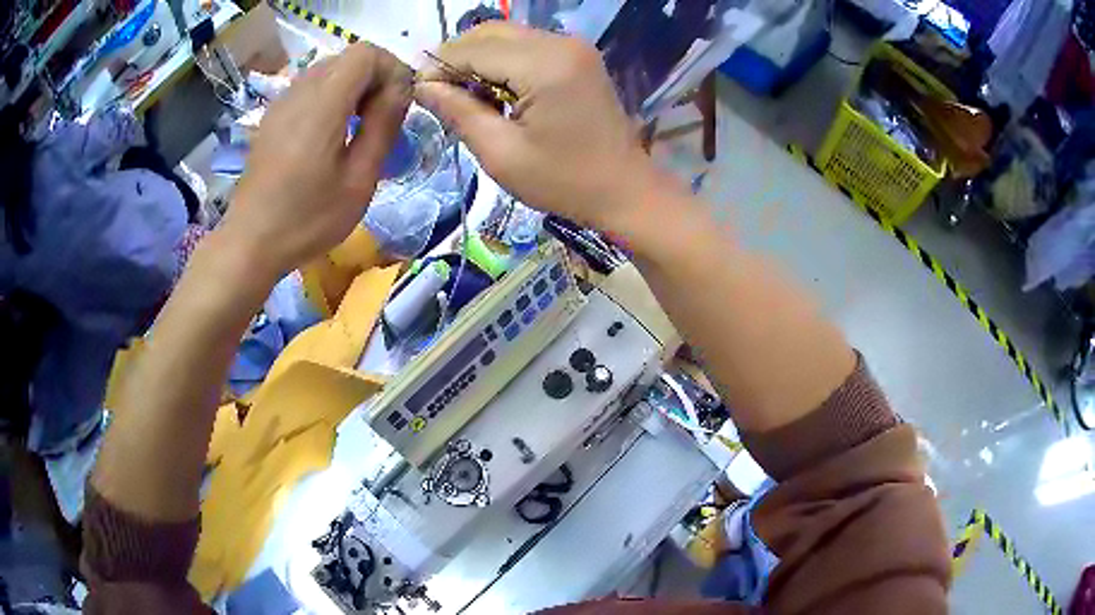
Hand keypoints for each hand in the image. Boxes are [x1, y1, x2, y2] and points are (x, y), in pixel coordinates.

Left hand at [223, 43, 411, 278]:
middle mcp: (299, 92)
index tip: (398, 105)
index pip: (365, 53)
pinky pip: (310, 87)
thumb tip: (400, 90)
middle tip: (381, 119)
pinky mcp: (272, 116)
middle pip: (348, 57)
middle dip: (374, 78)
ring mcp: (282, 102)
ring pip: (329, 70)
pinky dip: (331, 97)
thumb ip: (383, 126)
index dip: (391, 69)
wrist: (250, 243)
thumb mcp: (358, 181)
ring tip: (358, 127)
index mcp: (323, 105)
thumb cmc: (307, 220)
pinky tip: (330, 134)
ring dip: (353, 88)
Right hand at [415, 23, 663, 233]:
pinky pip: (527, 45)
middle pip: (489, 32)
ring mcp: (573, 45)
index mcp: (544, 65)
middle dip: (457, 57)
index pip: (473, 49)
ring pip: (506, 35)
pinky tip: (494, 89)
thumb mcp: (501, 153)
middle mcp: (560, 42)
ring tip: (465, 94)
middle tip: (440, 93)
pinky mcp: (578, 54)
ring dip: (478, 58)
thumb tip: (422, 85)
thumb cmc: (563, 181)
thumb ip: (458, 111)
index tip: (418, 91)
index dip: (439, 66)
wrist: (624, 189)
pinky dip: (502, 61)